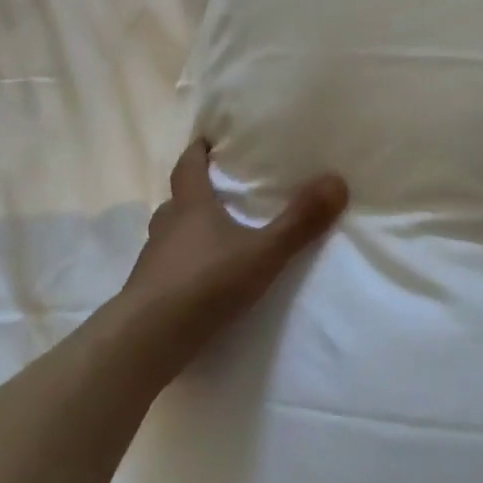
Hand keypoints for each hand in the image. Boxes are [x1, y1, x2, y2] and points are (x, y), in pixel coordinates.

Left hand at [121, 140, 347, 377]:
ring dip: (190, 231)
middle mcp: (167, 228)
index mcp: (190, 207)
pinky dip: (186, 265)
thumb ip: (300, 221)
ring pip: (172, 235)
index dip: (197, 151)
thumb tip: (338, 180)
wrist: (144, 343)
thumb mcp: (263, 252)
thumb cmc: (204, 284)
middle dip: (197, 192)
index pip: (188, 167)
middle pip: (179, 201)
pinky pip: (169, 268)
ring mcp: (153, 263)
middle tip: (222, 190)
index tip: (207, 138)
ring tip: (218, 236)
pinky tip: (205, 278)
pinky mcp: (148, 295)